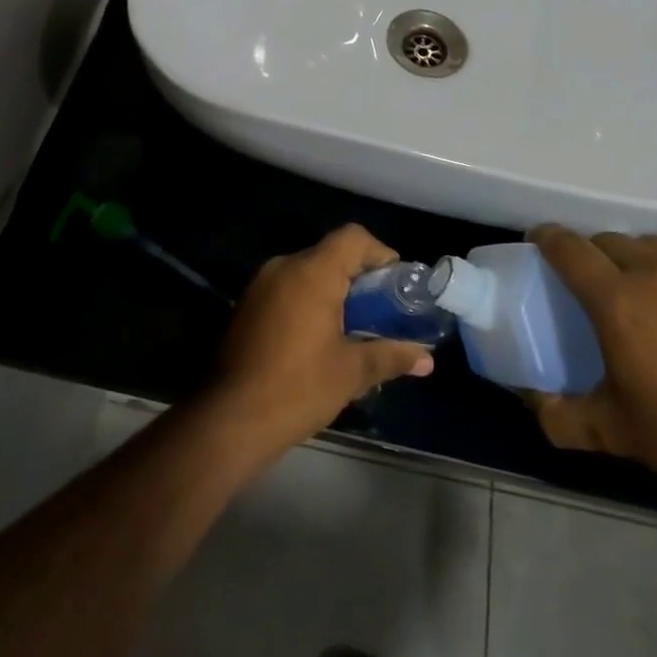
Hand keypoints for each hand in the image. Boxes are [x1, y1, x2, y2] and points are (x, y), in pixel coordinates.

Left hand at [203, 225, 433, 464]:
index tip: (395, 284)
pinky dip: (307, 301)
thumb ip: (390, 356)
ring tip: (352, 327)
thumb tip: (427, 360)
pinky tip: (317, 337)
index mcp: (312, 272)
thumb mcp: (351, 372)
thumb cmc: (298, 388)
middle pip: (329, 253)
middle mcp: (284, 266)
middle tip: (380, 310)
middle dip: (358, 276)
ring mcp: (260, 285)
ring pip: (306, 271)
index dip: (379, 253)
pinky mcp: (246, 305)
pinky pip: (286, 288)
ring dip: (331, 290)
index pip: (353, 237)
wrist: (229, 419)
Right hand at [525, 226, 656, 514]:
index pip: (570, 249)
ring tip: (629, 284)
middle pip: (609, 240)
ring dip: (630, 255)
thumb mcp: (614, 433)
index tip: (535, 240)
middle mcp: (655, 275)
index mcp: (618, 301)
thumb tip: (530, 401)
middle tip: (581, 277)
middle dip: (588, 249)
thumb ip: (561, 416)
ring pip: (650, 245)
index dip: (547, 238)